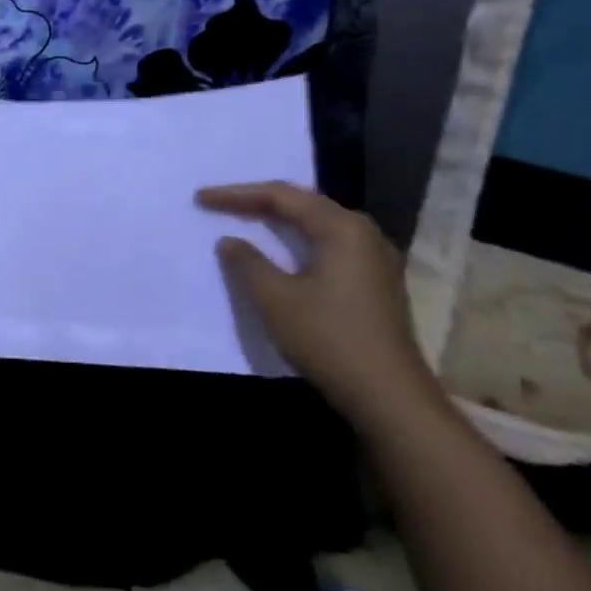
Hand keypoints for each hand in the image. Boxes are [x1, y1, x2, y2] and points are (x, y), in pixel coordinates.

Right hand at [198, 181, 440, 431]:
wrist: (388, 396)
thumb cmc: (327, 338)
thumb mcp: (274, 298)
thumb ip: (247, 262)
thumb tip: (230, 240)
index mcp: (342, 228)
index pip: (282, 196)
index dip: (237, 194)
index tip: (201, 198)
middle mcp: (363, 234)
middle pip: (304, 204)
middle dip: (258, 201)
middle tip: (221, 203)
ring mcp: (374, 259)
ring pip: (317, 225)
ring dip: (279, 221)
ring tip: (245, 219)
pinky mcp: (374, 282)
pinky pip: (328, 245)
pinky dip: (296, 241)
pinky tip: (279, 251)